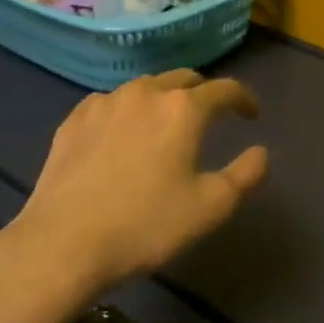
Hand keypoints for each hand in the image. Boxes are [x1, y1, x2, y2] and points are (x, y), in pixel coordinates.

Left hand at [15, 70, 267, 293]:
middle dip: (202, 93)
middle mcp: (145, 92)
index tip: (251, 114)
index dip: (243, 98)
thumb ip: (245, 175)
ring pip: (144, 88)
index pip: (224, 89)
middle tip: (210, 116)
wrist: (63, 243)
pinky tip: (122, 135)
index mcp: (183, 108)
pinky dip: (127, 112)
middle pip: (183, 79)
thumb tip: (260, 152)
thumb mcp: (210, 207)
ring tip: (165, 126)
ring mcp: (104, 102)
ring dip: (163, 100)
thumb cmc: (146, 225)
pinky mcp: (74, 119)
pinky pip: (110, 104)